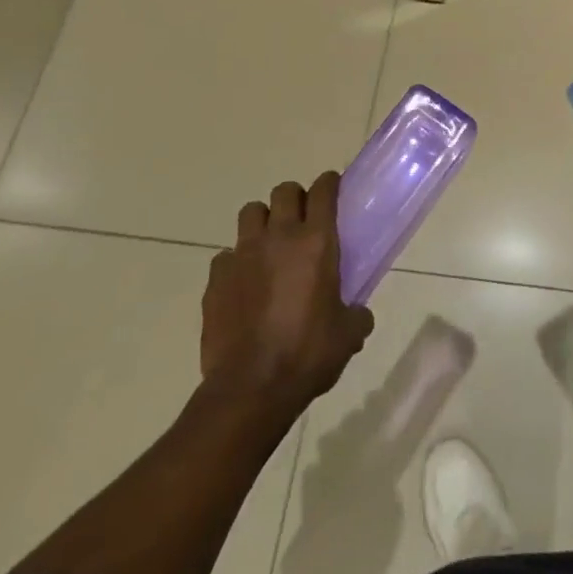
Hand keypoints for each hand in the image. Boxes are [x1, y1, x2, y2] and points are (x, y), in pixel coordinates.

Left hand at [201, 172, 373, 411]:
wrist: (250, 389)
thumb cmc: (308, 354)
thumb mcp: (348, 334)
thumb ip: (356, 314)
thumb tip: (356, 314)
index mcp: (316, 242)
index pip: (323, 190)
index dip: (329, 184)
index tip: (333, 189)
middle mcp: (278, 238)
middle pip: (284, 192)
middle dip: (295, 199)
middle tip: (303, 220)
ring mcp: (242, 255)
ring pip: (251, 214)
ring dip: (263, 222)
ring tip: (270, 246)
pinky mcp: (216, 279)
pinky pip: (226, 256)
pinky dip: (237, 262)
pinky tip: (245, 284)